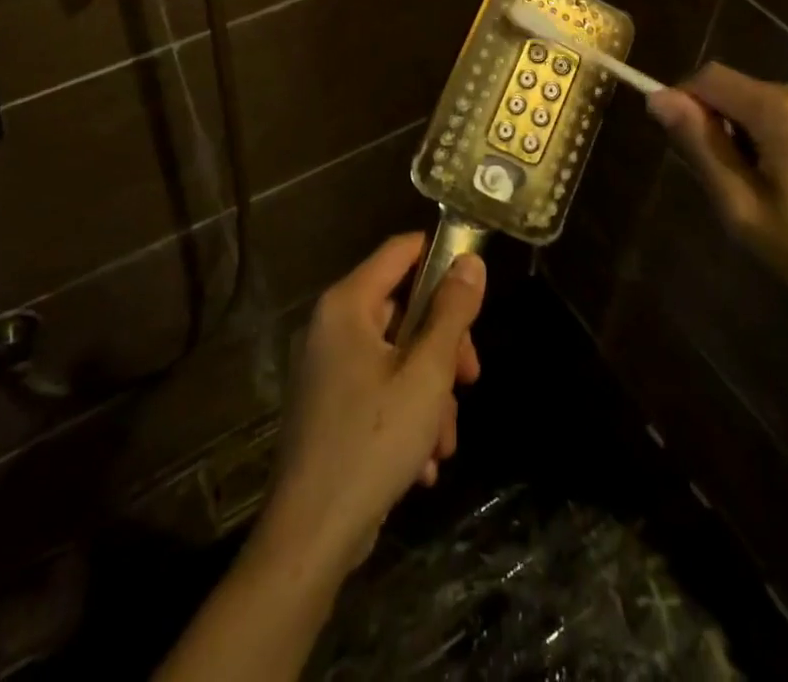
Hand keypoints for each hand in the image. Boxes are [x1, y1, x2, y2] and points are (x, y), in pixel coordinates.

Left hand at [257, 233, 484, 578]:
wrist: (311, 537)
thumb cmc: (373, 440)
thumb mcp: (427, 373)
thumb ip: (451, 312)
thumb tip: (470, 261)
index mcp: (347, 304)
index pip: (400, 251)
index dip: (440, 257)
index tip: (475, 287)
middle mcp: (332, 326)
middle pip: (404, 309)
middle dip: (443, 348)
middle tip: (470, 378)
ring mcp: (327, 368)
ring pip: (398, 357)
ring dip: (430, 393)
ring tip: (443, 440)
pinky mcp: (330, 407)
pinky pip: (379, 389)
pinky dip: (406, 415)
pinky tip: (422, 462)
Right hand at [648, 63, 787, 338]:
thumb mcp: (744, 210)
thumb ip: (700, 147)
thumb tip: (658, 98)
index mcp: (784, 112)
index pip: (710, 78)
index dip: (686, 103)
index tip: (686, 148)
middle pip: (741, 90)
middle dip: (724, 126)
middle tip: (737, 187)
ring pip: (767, 101)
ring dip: (753, 133)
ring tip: (774, 191)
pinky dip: (782, 135)